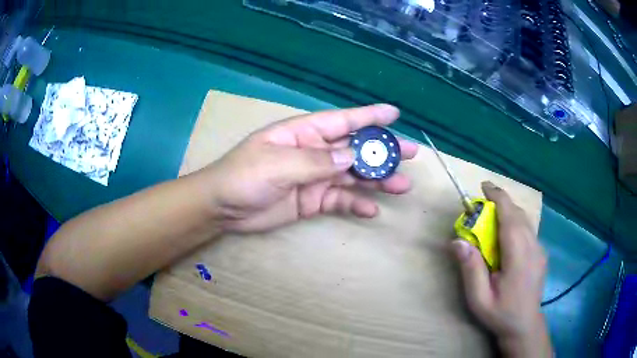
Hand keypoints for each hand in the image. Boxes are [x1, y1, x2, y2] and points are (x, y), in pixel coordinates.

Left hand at [200, 104, 418, 232]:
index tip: (394, 114)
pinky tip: (371, 210)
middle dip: (383, 151)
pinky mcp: (312, 201)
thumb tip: (351, 157)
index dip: (369, 116)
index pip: (343, 121)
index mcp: (304, 134)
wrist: (223, 208)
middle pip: (355, 149)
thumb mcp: (277, 164)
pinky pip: (340, 201)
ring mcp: (315, 177)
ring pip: (353, 176)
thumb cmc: (243, 176)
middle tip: (411, 154)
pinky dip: (356, 205)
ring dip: (377, 180)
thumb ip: (315, 161)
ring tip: (402, 185)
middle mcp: (314, 152)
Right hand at [450, 182, 551, 356]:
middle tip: (482, 206)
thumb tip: (457, 241)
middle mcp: (532, 246)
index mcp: (518, 255)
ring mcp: (539, 249)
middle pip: (518, 213)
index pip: (510, 215)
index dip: (497, 197)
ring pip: (525, 219)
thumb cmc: (500, 313)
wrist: (525, 326)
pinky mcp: (541, 253)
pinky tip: (507, 235)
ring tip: (493, 216)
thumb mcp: (479, 298)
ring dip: (509, 211)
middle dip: (501, 202)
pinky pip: (529, 229)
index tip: (483, 186)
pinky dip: (516, 222)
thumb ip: (470, 269)